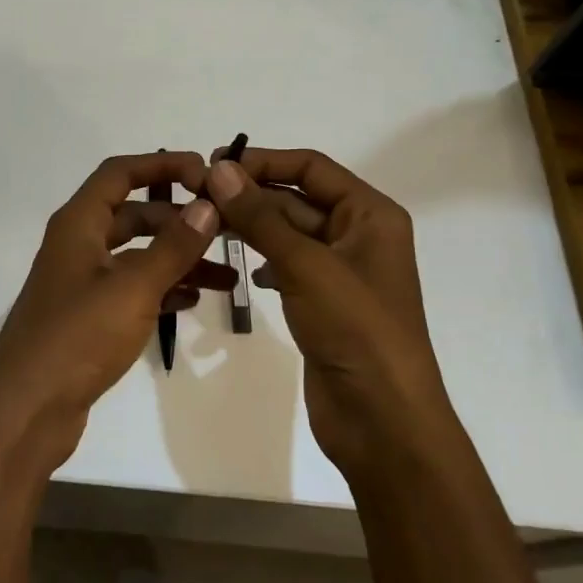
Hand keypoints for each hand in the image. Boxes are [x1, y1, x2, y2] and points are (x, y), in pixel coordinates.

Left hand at [0, 152, 228, 475]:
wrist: (26, 411)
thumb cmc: (77, 337)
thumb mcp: (132, 288)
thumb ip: (172, 246)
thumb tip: (207, 206)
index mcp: (78, 224)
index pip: (120, 173)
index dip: (162, 165)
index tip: (206, 173)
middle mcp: (78, 245)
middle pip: (134, 214)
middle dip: (179, 219)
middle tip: (226, 228)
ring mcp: (82, 283)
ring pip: (137, 256)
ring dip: (178, 259)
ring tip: (226, 275)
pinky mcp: (88, 317)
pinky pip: (132, 289)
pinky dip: (162, 288)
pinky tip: (195, 299)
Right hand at [205, 148, 452, 481]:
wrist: (383, 421)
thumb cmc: (355, 329)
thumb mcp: (305, 265)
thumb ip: (260, 216)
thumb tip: (219, 169)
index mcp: (370, 214)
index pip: (311, 167)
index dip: (264, 161)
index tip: (215, 164)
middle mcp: (359, 234)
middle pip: (298, 198)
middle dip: (252, 196)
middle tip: (199, 196)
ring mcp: (342, 271)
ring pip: (289, 233)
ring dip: (253, 227)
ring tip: (209, 225)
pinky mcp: (325, 302)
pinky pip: (289, 265)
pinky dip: (265, 260)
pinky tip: (243, 268)